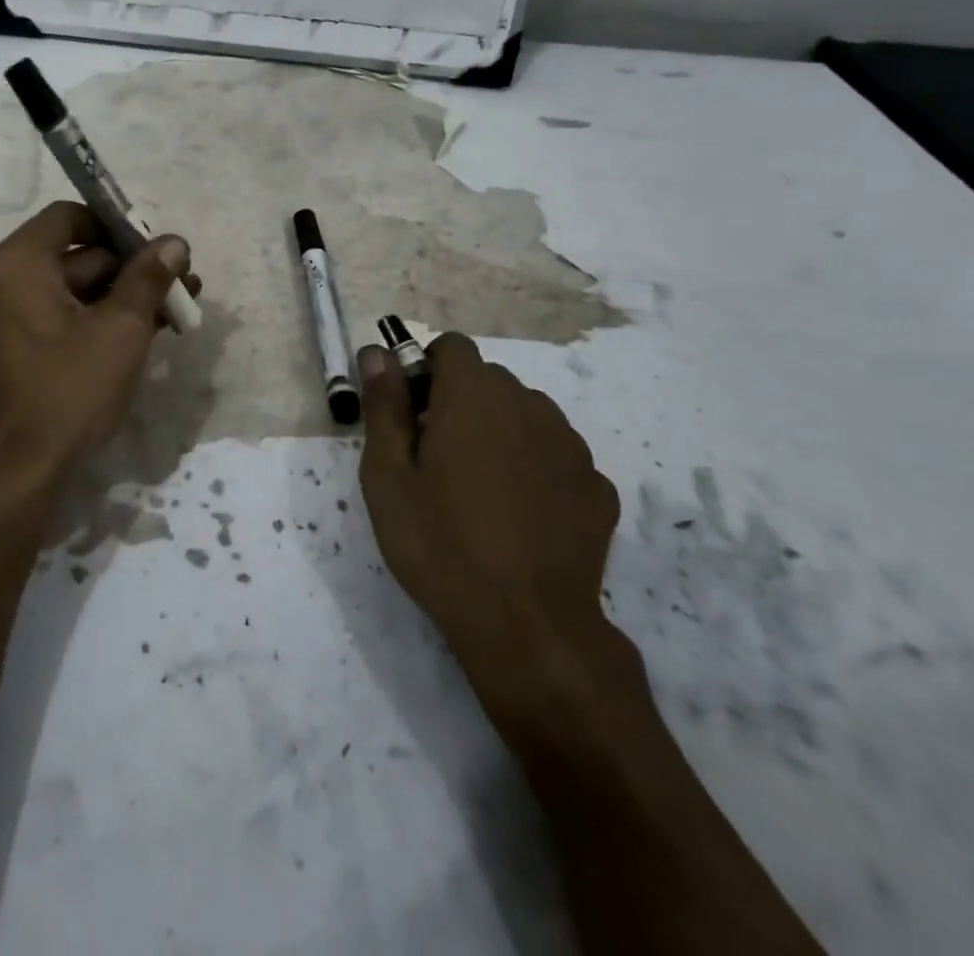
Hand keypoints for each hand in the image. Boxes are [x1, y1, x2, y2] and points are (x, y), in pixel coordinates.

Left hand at [0, 201, 193, 500]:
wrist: (19, 471)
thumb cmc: (68, 390)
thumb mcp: (120, 329)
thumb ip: (148, 278)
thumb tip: (175, 242)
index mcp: (19, 262)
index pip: (71, 216)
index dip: (118, 226)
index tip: (157, 248)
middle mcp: (4, 280)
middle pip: (78, 254)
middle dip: (133, 268)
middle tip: (183, 284)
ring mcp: (8, 316)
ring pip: (76, 289)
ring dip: (124, 296)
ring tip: (178, 311)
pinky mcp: (18, 346)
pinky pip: (63, 316)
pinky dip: (100, 319)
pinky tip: (148, 332)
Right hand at [357, 333, 624, 733]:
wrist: (526, 627)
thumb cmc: (438, 542)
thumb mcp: (387, 474)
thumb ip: (384, 404)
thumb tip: (376, 351)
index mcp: (474, 396)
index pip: (452, 346)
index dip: (426, 370)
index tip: (412, 414)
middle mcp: (529, 406)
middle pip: (489, 380)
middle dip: (459, 402)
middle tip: (435, 459)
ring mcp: (571, 447)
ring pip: (526, 415)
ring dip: (500, 432)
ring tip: (479, 491)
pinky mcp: (597, 488)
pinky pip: (557, 456)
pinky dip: (535, 469)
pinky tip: (521, 518)